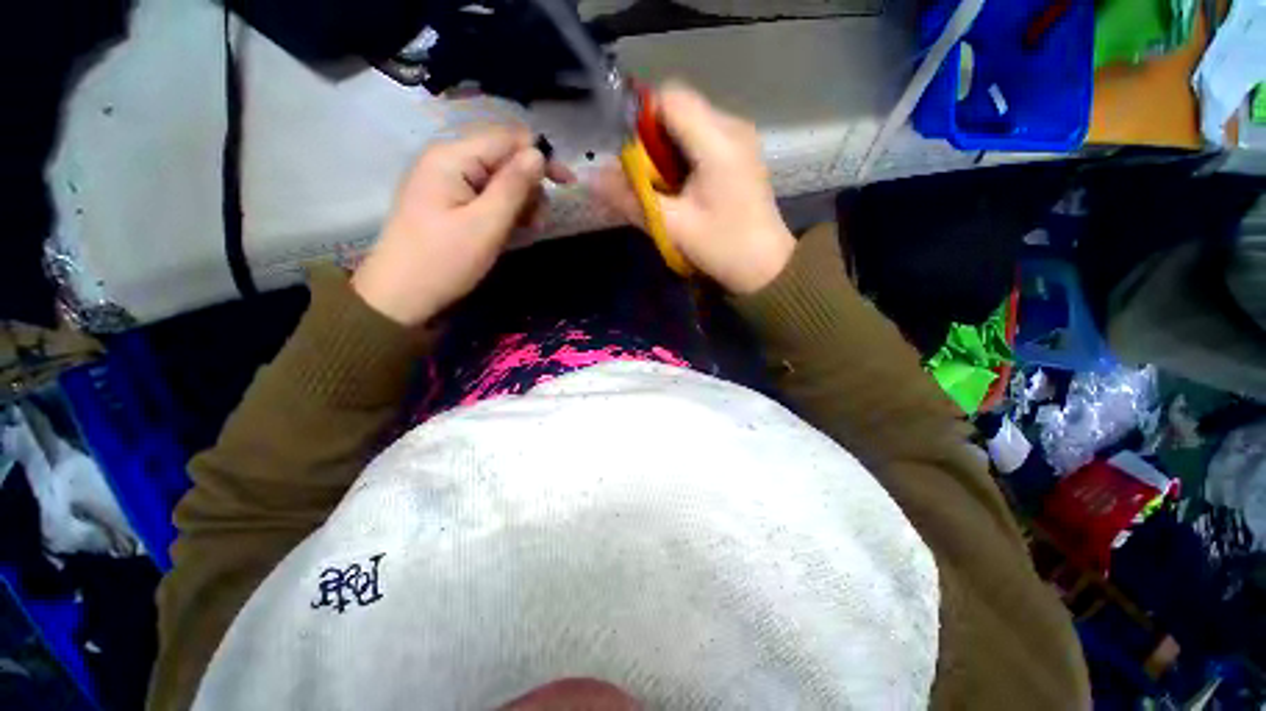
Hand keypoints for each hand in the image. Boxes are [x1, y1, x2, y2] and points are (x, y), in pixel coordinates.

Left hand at [352, 126, 572, 326]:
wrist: (400, 296)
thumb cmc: (444, 261)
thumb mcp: (486, 225)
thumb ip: (513, 186)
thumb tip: (538, 153)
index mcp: (452, 157)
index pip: (507, 139)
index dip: (541, 157)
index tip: (567, 184)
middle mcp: (448, 160)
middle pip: (503, 157)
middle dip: (530, 185)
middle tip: (539, 221)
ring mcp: (446, 181)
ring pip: (498, 179)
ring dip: (521, 201)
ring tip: (528, 230)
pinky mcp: (448, 201)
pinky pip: (485, 195)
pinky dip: (505, 210)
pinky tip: (512, 229)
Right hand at [595, 82, 794, 293]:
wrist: (767, 269)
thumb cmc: (723, 248)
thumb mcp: (673, 226)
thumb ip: (630, 199)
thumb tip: (590, 179)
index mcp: (718, 141)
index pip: (670, 98)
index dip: (641, 119)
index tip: (630, 155)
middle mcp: (732, 127)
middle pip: (678, 109)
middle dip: (651, 139)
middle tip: (645, 179)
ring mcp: (739, 138)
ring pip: (689, 124)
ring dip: (666, 150)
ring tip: (663, 188)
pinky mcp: (740, 153)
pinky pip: (701, 139)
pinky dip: (682, 157)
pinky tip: (682, 189)